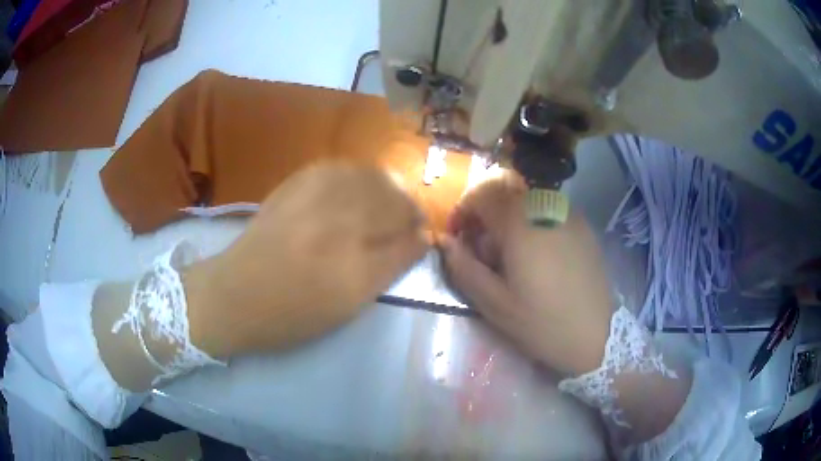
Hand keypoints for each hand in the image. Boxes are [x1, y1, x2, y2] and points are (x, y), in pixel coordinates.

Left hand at [184, 161, 427, 357]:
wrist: (233, 295)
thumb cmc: (291, 314)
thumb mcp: (347, 306)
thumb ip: (389, 270)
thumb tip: (420, 240)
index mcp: (352, 265)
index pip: (407, 237)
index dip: (420, 234)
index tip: (422, 237)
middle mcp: (337, 223)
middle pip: (394, 199)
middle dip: (409, 209)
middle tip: (407, 222)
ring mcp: (314, 196)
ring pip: (371, 177)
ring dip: (388, 189)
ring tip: (386, 205)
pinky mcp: (296, 183)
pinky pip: (342, 168)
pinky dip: (360, 176)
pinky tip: (357, 190)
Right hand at [440, 172, 612, 375]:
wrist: (597, 335)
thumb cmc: (541, 323)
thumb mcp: (494, 304)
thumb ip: (464, 268)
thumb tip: (445, 241)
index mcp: (520, 224)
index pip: (481, 194)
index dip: (463, 210)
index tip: (458, 237)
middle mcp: (545, 207)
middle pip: (504, 190)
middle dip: (485, 211)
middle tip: (482, 246)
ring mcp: (569, 213)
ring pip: (527, 198)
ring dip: (509, 215)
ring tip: (511, 253)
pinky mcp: (583, 225)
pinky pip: (548, 209)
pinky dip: (532, 219)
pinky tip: (538, 253)